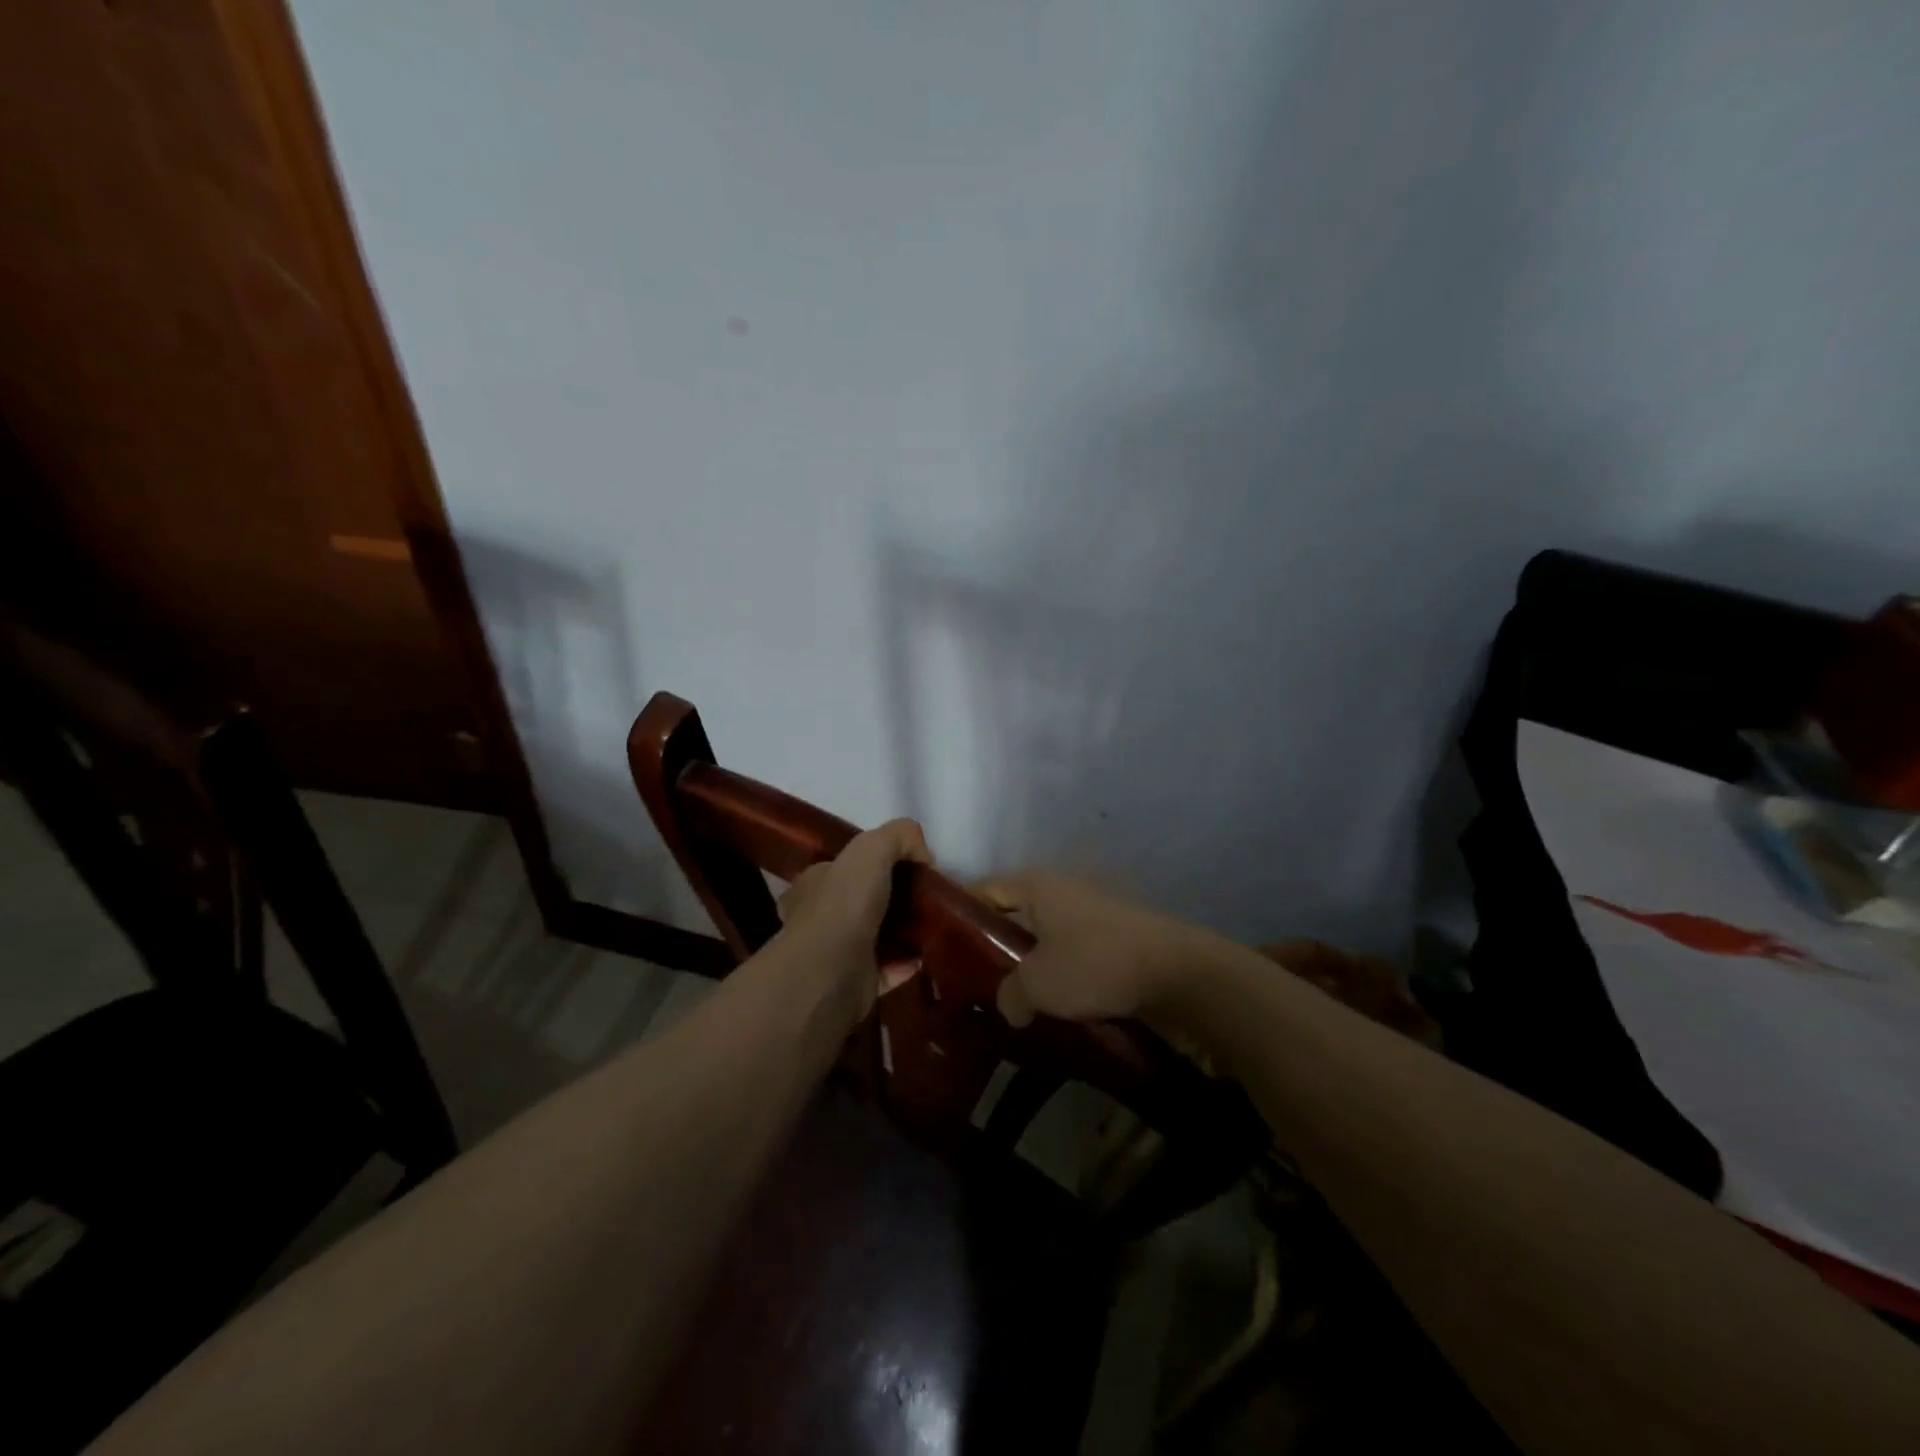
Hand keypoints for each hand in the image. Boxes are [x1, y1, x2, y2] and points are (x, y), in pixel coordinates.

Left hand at [776, 818, 930, 1019]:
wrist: (830, 973)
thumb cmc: (844, 904)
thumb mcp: (872, 848)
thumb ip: (899, 837)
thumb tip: (923, 855)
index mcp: (815, 883)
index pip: (844, 867)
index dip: (876, 863)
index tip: (910, 867)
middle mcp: (820, 917)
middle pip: (864, 902)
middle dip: (895, 899)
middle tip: (927, 896)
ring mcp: (837, 954)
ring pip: (877, 936)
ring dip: (904, 932)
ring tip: (934, 923)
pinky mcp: (856, 984)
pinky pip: (889, 969)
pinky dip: (908, 962)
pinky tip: (928, 953)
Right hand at [971, 871, 1209, 1028]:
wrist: (1176, 972)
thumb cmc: (1094, 963)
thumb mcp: (1038, 983)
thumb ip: (1009, 994)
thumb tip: (1009, 1006)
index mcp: (1037, 885)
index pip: (985, 889)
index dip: (960, 914)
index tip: (941, 945)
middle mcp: (1062, 889)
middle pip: (1014, 913)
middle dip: (994, 945)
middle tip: (973, 980)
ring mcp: (1091, 910)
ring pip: (1045, 935)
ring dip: (1029, 963)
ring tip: (1010, 997)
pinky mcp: (1114, 935)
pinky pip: (1072, 951)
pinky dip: (1059, 971)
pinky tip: (1051, 1003)